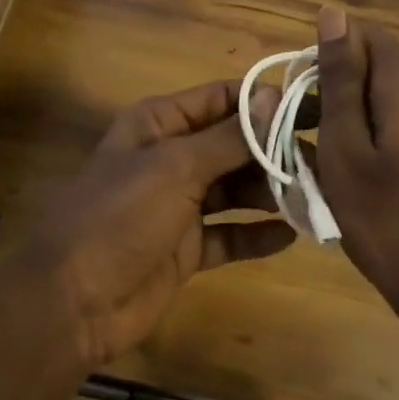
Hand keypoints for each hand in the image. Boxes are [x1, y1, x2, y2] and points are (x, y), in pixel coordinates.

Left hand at [8, 81, 293, 370]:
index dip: (266, 101)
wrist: (72, 303)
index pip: (222, 98)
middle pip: (233, 144)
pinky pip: (229, 234)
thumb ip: (229, 137)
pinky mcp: (186, 248)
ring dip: (271, 192)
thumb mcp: (176, 168)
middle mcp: (172, 157)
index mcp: (160, 123)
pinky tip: (291, 236)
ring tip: (317, 196)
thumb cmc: (120, 216)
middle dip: (276, 150)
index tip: (315, 107)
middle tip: (326, 159)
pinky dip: (256, 234)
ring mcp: (179, 204)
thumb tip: (274, 96)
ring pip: (235, 189)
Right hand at [312, 6, 398, 333]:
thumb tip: (332, 12)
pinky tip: (373, 176)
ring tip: (336, 160)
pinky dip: (386, 132)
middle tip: (312, 136)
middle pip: (380, 63)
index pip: (363, 34)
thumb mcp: (345, 148)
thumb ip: (340, 78)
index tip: (302, 102)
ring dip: (362, 113)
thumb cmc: (387, 222)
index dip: (326, 58)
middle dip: (342, 87)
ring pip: (395, 93)